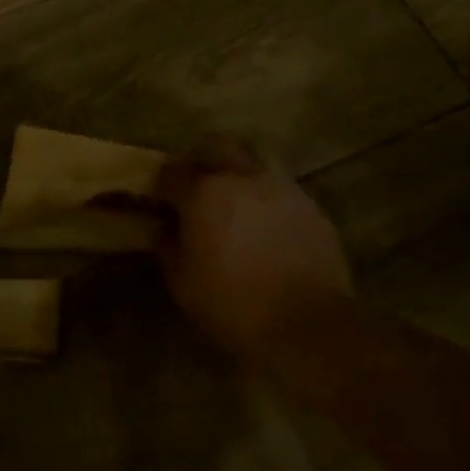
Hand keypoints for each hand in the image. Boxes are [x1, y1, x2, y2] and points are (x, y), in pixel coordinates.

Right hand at [151, 138, 352, 360]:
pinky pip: (280, 187)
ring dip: (238, 172)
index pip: (172, 172)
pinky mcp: (310, 204)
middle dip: (202, 160)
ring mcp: (281, 187)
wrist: (309, 325)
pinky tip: (265, 224)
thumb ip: (167, 246)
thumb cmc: (234, 304)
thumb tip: (162, 227)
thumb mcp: (183, 283)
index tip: (160, 202)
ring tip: (234, 201)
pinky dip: (266, 196)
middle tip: (197, 186)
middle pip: (217, 145)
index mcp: (204, 192)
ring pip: (253, 159)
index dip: (161, 186)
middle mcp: (242, 177)